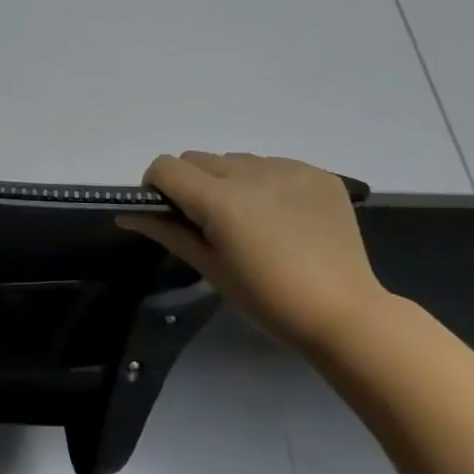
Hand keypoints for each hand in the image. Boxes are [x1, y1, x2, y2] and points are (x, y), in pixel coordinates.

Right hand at [119, 152, 386, 353]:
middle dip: (192, 184)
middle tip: (212, 224)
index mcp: (220, 200)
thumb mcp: (210, 268)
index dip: (158, 187)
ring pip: (235, 160)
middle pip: (198, 159)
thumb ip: (167, 231)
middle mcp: (251, 172)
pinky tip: (284, 218)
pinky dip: (266, 184)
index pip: (166, 167)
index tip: (170, 214)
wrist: (346, 314)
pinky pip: (273, 165)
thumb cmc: (268, 300)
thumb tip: (127, 214)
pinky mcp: (317, 173)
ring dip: (230, 181)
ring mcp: (289, 169)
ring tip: (253, 221)